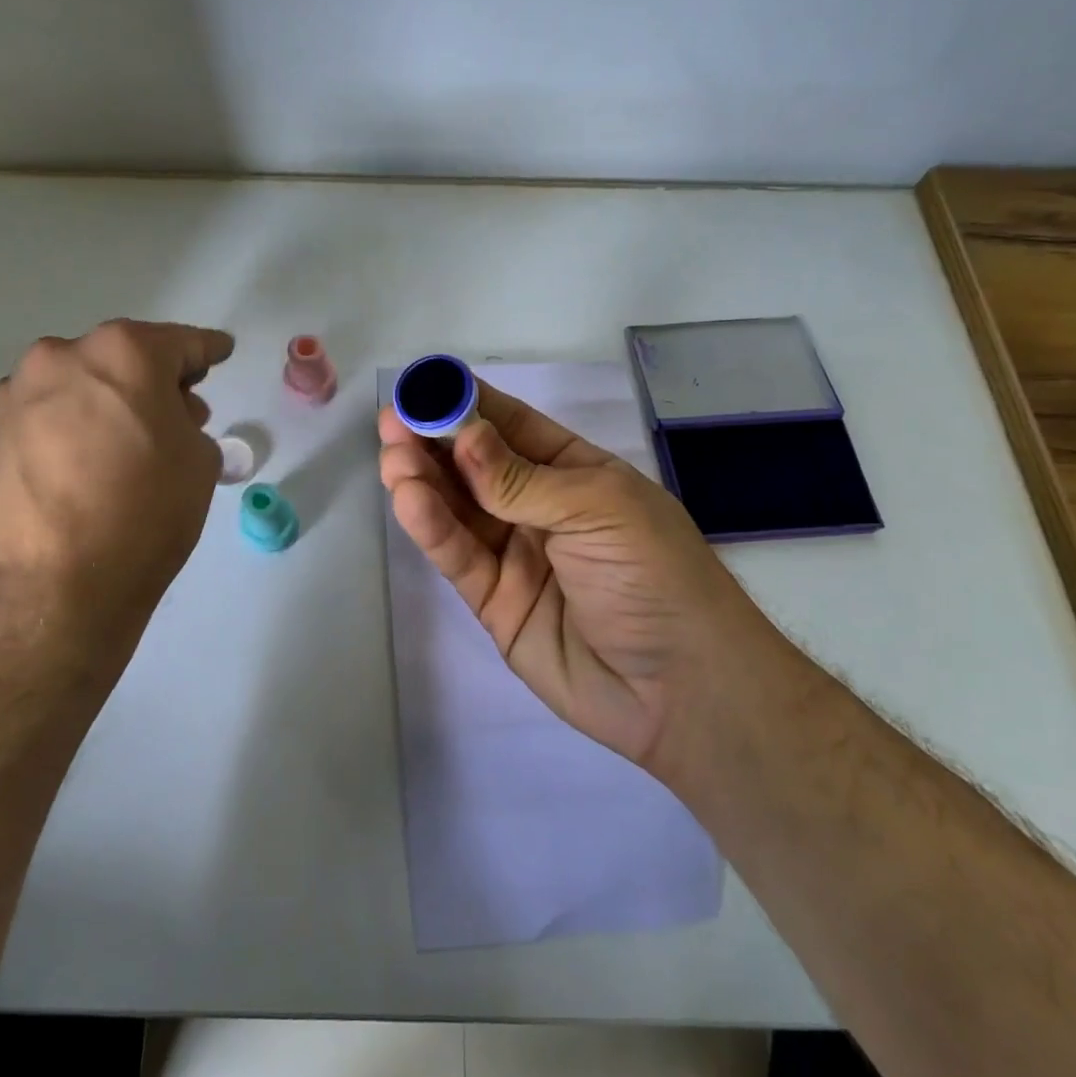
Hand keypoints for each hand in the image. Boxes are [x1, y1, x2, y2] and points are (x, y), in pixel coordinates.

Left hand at [0, 319, 233, 647]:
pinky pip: (48, 416)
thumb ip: (188, 422)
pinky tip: (86, 464)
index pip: (180, 343)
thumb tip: (164, 421)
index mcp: (123, 353)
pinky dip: (72, 427)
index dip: (207, 350)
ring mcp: (17, 393)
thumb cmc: (145, 514)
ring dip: (108, 402)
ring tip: (127, 444)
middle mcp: (63, 357)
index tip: (219, 352)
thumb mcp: (199, 462)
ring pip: (79, 384)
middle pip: (122, 358)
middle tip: (179, 413)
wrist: (51, 587)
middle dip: (154, 380)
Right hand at [378, 382, 783, 769]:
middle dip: (435, 441)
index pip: (513, 428)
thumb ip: (522, 479)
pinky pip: (458, 556)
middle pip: (476, 467)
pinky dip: (432, 528)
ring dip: (424, 480)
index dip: (468, 405)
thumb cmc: (655, 576)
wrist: (682, 690)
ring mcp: (515, 555)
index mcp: (576, 474)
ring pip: (459, 509)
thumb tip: (463, 435)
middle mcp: (540, 509)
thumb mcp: (598, 509)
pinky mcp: (494, 601)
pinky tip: (410, 500)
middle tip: (393, 423)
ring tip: (394, 457)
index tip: (423, 386)